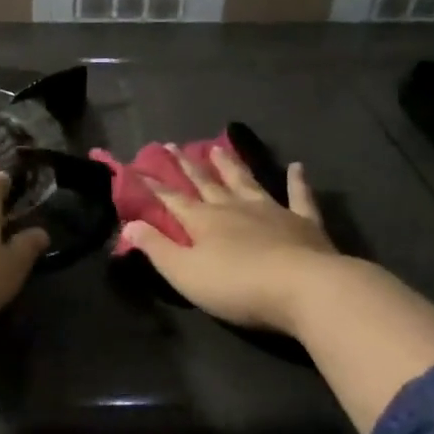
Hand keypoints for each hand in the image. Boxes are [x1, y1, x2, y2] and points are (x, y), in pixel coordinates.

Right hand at [121, 143, 340, 335]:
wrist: (305, 288)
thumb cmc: (237, 286)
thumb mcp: (185, 273)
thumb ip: (156, 248)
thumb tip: (128, 226)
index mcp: (204, 221)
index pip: (172, 199)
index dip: (154, 185)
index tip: (138, 168)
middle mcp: (234, 208)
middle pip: (206, 183)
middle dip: (187, 166)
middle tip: (173, 146)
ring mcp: (271, 211)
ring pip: (245, 181)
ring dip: (230, 165)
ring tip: (218, 148)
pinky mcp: (303, 222)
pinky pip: (299, 195)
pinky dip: (297, 181)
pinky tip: (297, 166)